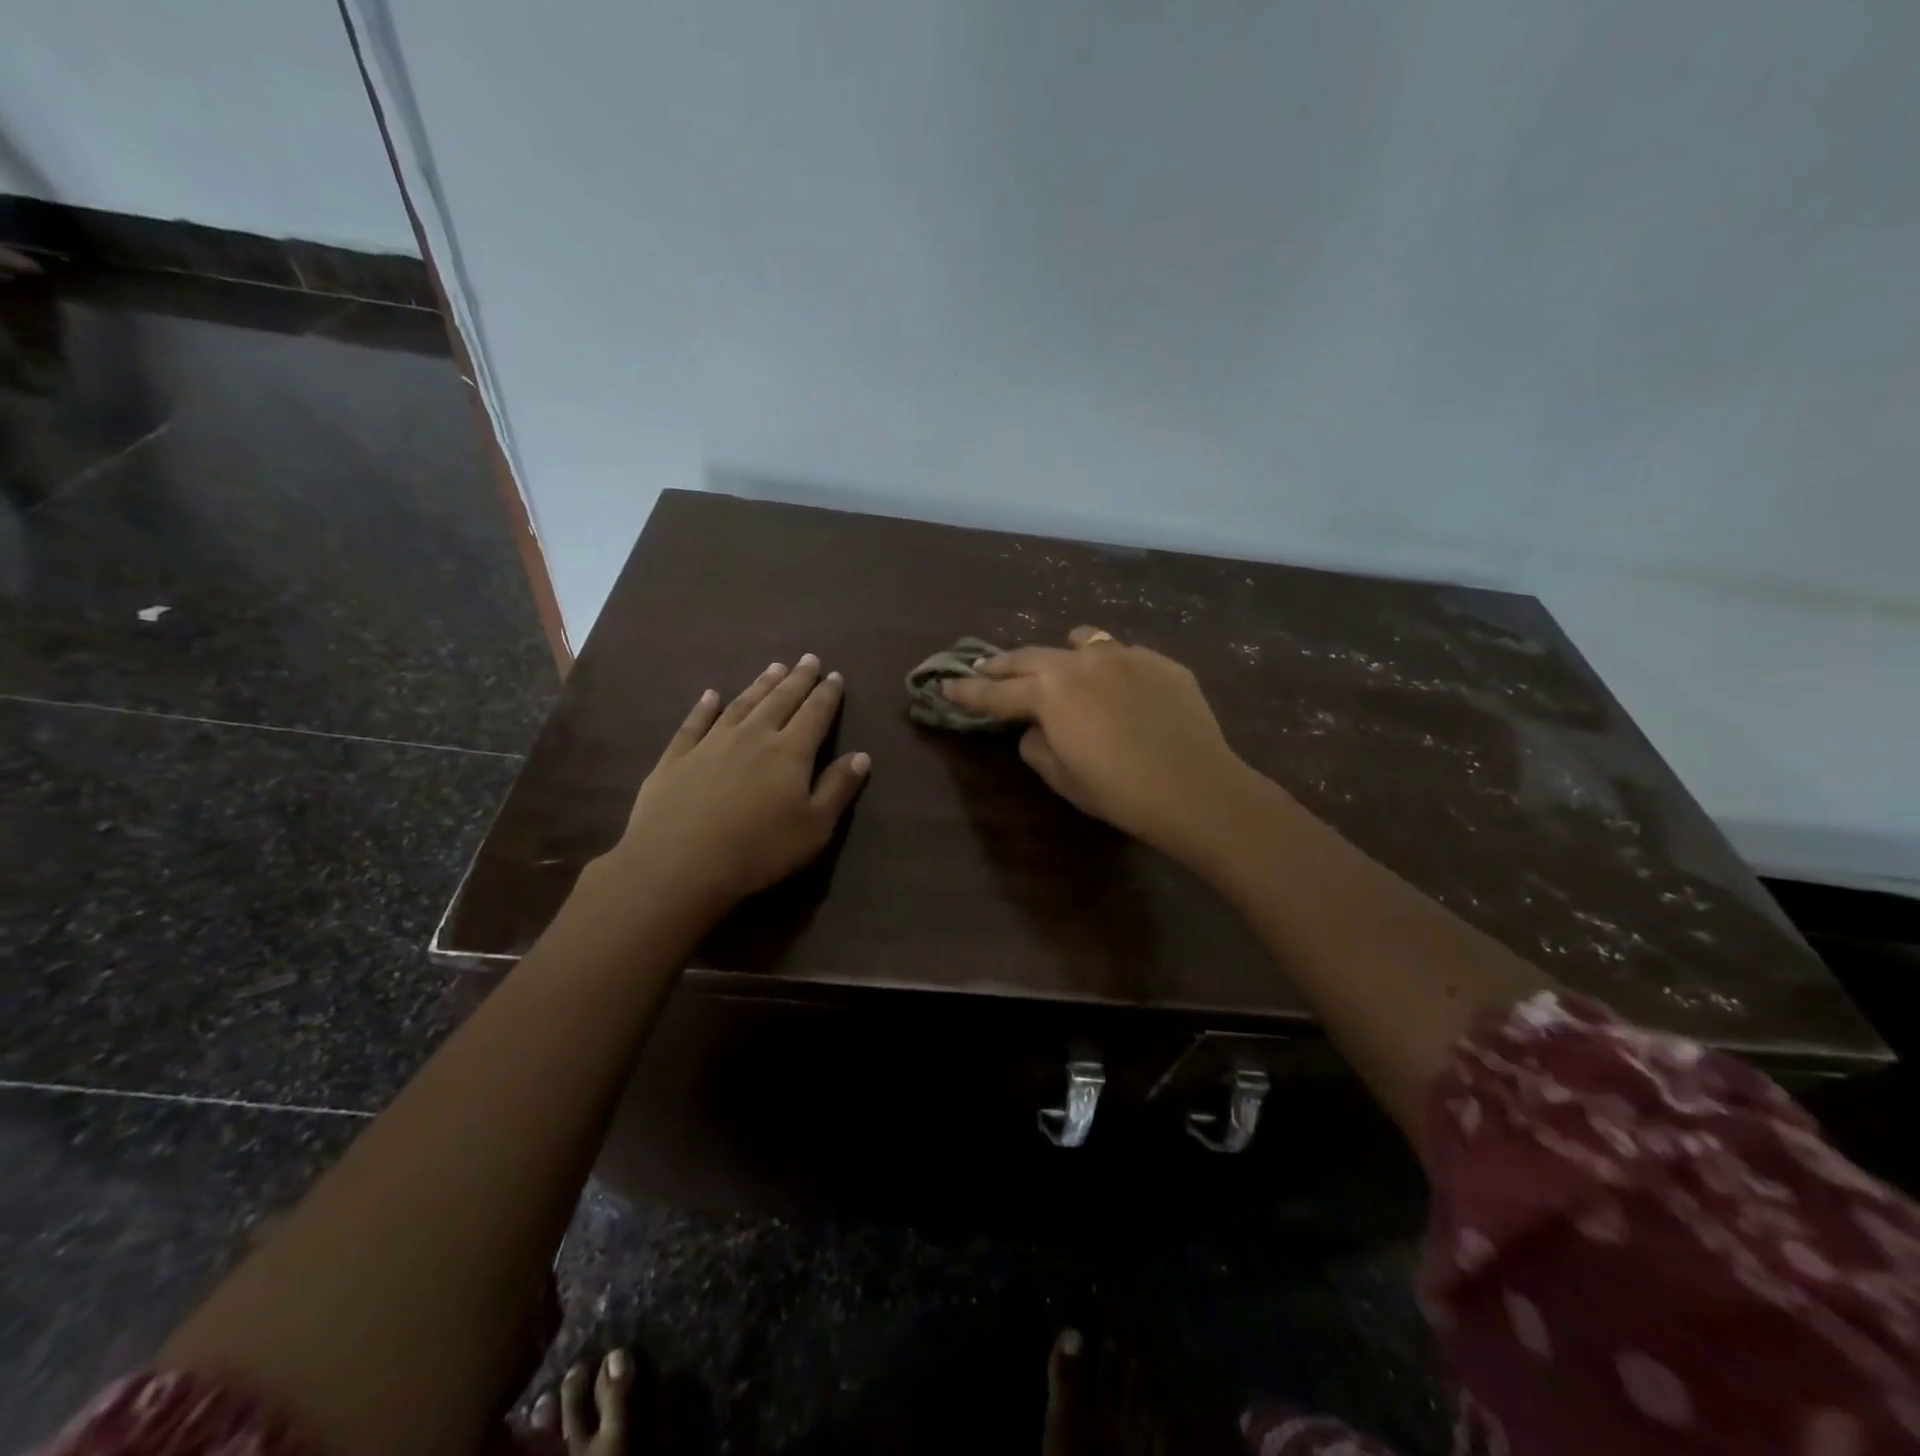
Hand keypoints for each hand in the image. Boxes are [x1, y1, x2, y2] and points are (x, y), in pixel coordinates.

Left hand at [607, 655, 869, 911]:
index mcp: (790, 752)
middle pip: (780, 700)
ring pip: (741, 705)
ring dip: (760, 685)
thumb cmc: (759, 849)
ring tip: (773, 667)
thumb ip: (838, 788)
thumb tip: (861, 755)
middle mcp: (753, 736)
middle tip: (808, 659)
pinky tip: (710, 695)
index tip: (835, 675)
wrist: (678, 863)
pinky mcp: (677, 758)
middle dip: (797, 679)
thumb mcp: (814, 827)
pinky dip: (704, 706)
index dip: (827, 694)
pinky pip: (694, 723)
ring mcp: (711, 743)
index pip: (815, 714)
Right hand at [940, 627, 1254, 861]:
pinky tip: (1118, 687)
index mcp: (1050, 693)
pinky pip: (1123, 655)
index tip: (944, 685)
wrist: (1196, 788)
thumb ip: (1037, 745)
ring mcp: (1125, 655)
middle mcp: (1081, 661)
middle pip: (1030, 657)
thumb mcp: (1063, 778)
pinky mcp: (1160, 662)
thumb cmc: (1119, 792)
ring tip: (1057, 665)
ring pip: (1081, 641)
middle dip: (1002, 665)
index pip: (996, 693)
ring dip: (1059, 654)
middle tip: (983, 669)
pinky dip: (1108, 667)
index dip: (966, 692)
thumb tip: (1036, 727)